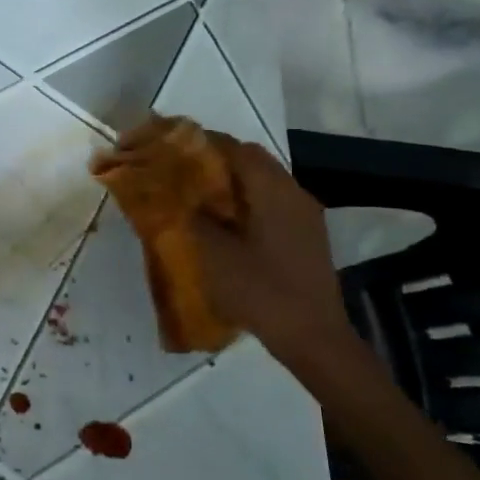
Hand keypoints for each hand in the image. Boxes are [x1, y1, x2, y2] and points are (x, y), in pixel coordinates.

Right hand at [189, 136, 356, 365]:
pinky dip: (242, 201)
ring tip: (193, 196)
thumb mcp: (213, 253)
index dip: (197, 142)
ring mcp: (303, 214)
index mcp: (272, 190)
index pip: (233, 147)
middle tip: (176, 172)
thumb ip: (190, 215)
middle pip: (249, 159)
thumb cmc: (261, 291)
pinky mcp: (304, 234)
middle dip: (211, 160)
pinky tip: (221, 223)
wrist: (313, 337)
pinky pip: (268, 202)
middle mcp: (292, 192)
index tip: (166, 148)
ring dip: (227, 182)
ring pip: (259, 181)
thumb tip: (170, 191)